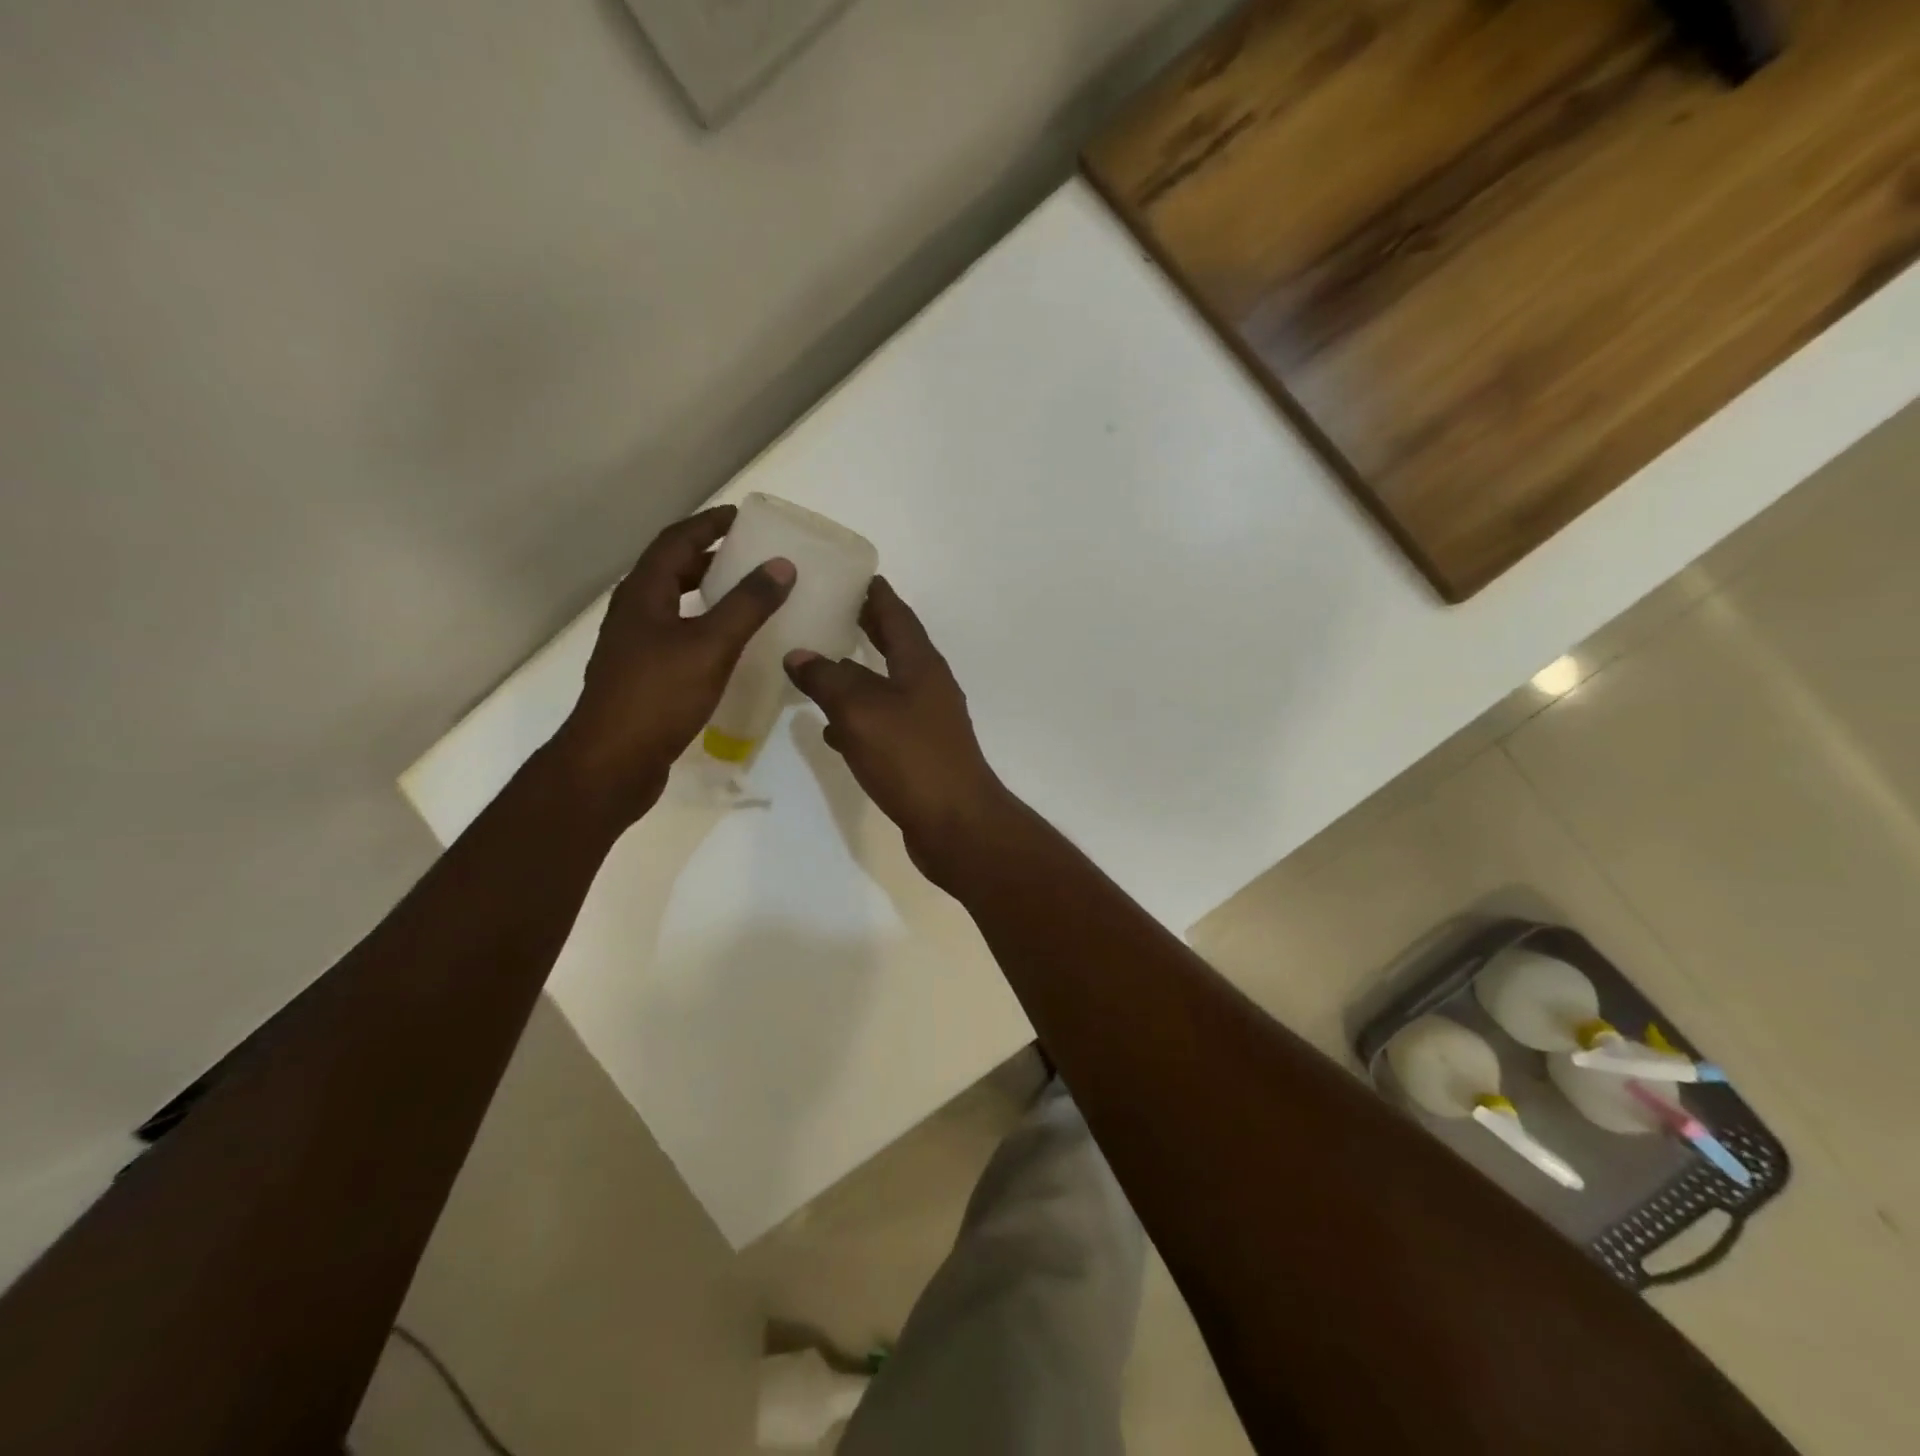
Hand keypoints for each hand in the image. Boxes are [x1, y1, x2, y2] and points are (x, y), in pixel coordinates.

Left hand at [550, 505, 793, 822]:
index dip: (708, 524)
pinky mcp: (645, 677)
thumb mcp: (710, 645)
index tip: (742, 516)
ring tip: (746, 596)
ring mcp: (636, 647)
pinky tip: (729, 647)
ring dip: (707, 593)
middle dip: (709, 557)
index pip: (676, 541)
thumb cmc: (658, 696)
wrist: (612, 762)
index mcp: (644, 594)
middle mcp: (635, 613)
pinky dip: (705, 627)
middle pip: (672, 570)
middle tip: (750, 556)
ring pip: (675, 605)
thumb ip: (747, 605)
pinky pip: (679, 636)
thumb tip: (781, 565)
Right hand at [784, 577, 1013, 883]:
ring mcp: (926, 721)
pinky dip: (858, 718)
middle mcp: (927, 686)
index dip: (874, 593)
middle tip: (829, 610)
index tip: (851, 573)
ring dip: (857, 674)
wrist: (955, 823)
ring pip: (885, 686)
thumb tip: (800, 655)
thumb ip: (828, 680)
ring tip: (819, 664)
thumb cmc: (911, 758)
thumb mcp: (860, 712)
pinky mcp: (919, 753)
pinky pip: (883, 723)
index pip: (896, 614)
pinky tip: (831, 728)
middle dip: (865, 627)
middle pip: (894, 646)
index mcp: (920, 665)